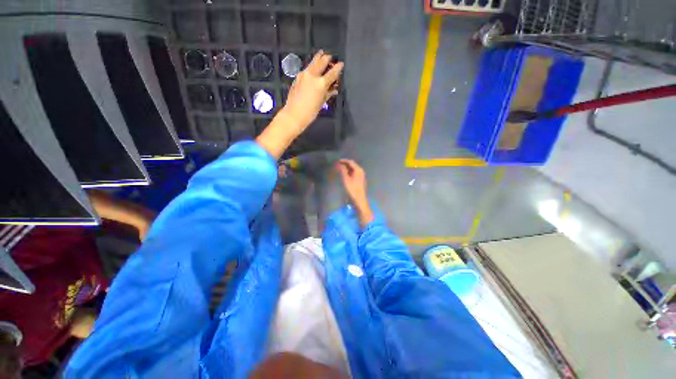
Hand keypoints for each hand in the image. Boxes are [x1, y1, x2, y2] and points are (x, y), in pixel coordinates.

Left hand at [283, 50, 343, 130]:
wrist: (294, 114)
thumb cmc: (311, 112)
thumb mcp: (322, 102)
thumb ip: (328, 93)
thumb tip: (333, 89)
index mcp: (321, 83)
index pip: (332, 72)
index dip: (338, 67)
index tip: (341, 63)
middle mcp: (312, 75)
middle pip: (322, 61)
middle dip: (327, 58)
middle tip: (330, 57)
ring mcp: (304, 74)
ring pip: (313, 62)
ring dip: (318, 58)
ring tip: (322, 54)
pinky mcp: (298, 77)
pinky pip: (307, 68)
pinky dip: (312, 66)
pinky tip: (313, 68)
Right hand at [336, 159, 373, 226]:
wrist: (359, 200)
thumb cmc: (352, 190)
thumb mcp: (346, 179)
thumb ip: (343, 171)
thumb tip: (340, 164)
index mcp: (358, 170)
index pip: (350, 162)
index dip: (343, 161)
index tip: (337, 161)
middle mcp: (361, 171)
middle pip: (352, 165)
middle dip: (345, 164)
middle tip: (337, 165)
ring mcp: (361, 176)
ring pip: (353, 169)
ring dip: (346, 168)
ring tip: (339, 169)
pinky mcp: (360, 180)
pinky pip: (354, 173)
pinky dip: (349, 172)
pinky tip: (344, 175)